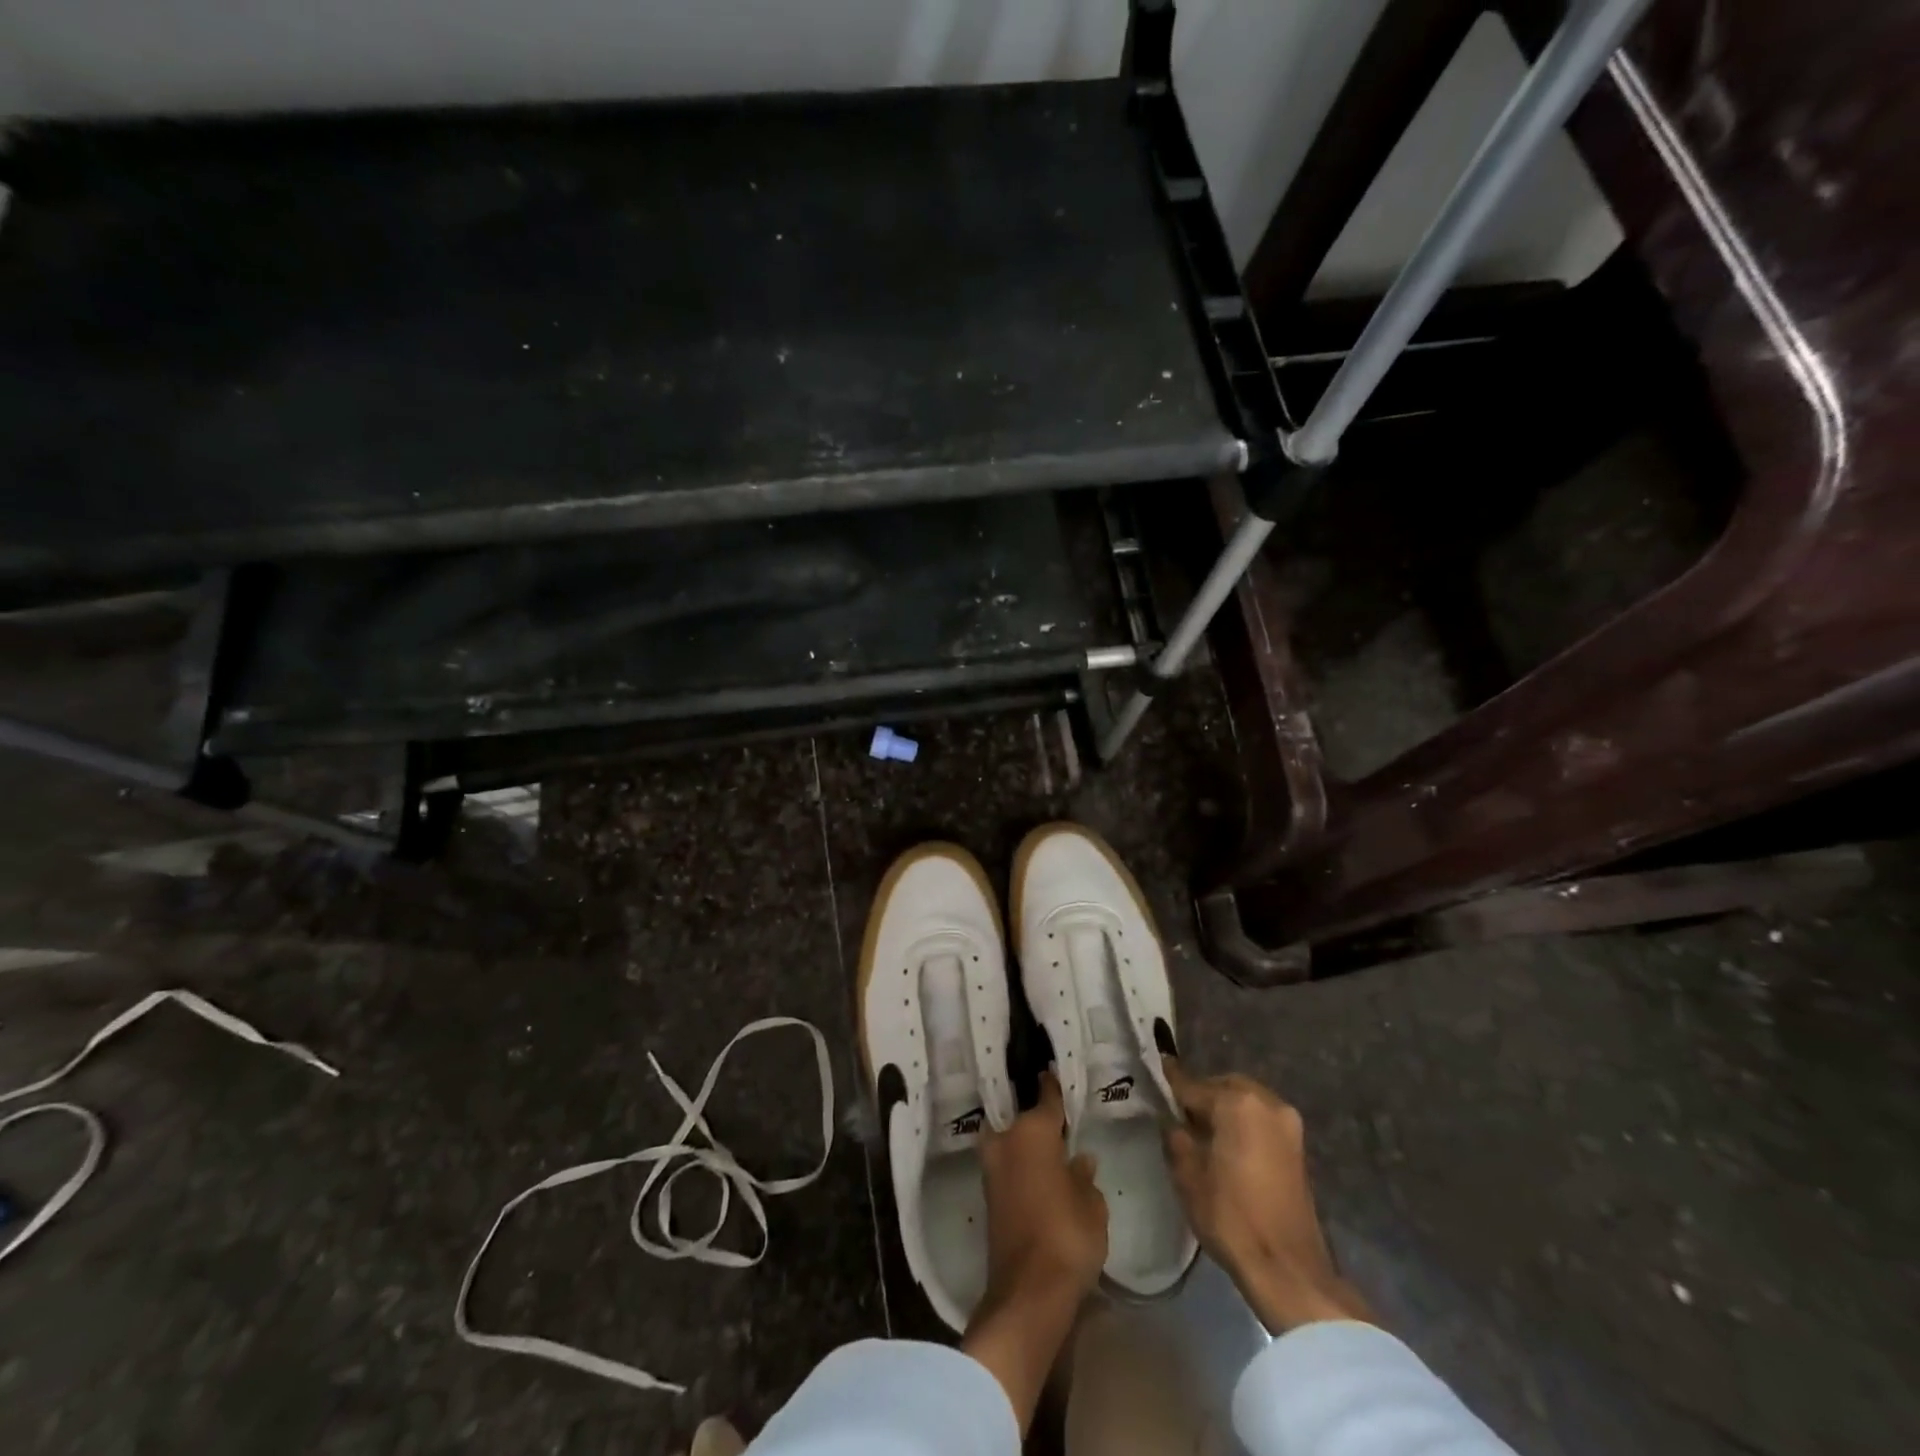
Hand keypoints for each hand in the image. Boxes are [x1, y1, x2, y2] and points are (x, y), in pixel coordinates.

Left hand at [978, 1072, 1108, 1303]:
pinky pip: (1008, 1166)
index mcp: (1033, 1130)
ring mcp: (992, 1167)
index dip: (1052, 1085)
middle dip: (1036, 1118)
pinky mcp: (988, 1195)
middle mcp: (1006, 1139)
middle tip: (1057, 1118)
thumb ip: (1084, 1176)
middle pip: (1022, 1119)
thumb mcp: (1092, 1204)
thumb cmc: (1068, 1235)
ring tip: (1051, 1145)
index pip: (1046, 1097)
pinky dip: (1020, 1165)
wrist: (1028, 1291)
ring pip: (1011, 1142)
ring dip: (1026, 1143)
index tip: (1053, 1070)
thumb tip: (1079, 1159)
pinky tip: (1039, 1171)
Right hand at [1163, 1061, 1369, 1333]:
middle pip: (1223, 1086)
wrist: (1288, 1268)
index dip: (1170, 1085)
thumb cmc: (1231, 1217)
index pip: (1193, 1086)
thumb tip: (1171, 1119)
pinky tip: (1228, 1145)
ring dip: (1224, 1109)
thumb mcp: (1187, 1175)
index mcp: (1237, 1102)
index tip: (1154, 1075)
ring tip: (1204, 1134)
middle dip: (1201, 1097)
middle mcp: (1266, 1101)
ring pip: (1245, 1100)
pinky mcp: (1298, 1145)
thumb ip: (1175, 1136)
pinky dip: (1243, 1123)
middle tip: (1180, 1117)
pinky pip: (1261, 1119)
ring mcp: (1287, 1122)